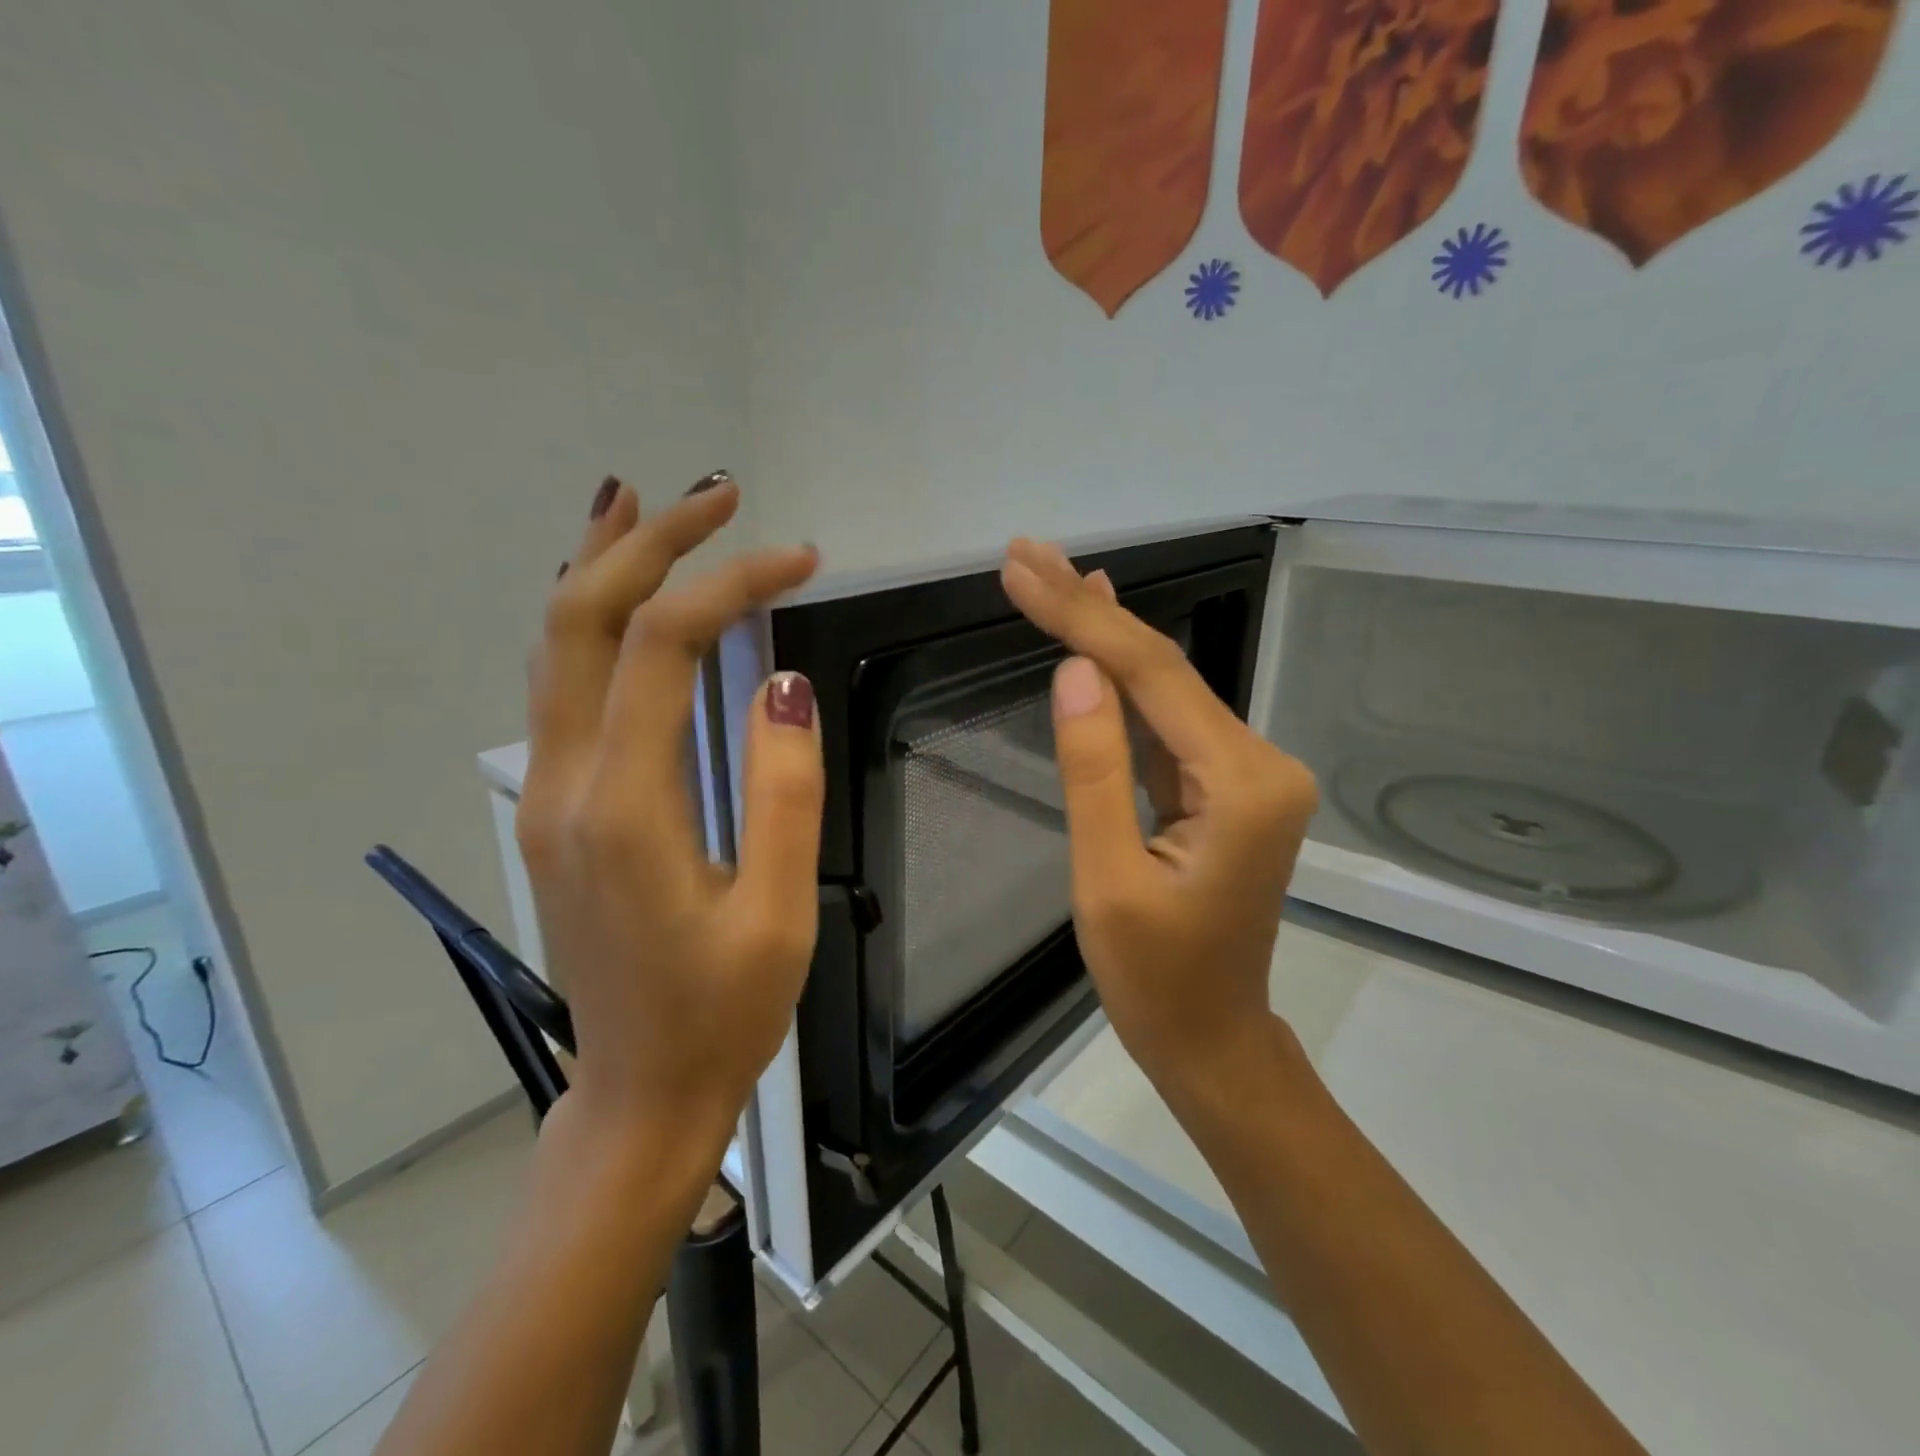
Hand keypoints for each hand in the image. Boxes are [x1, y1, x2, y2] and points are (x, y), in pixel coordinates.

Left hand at [516, 472, 822, 1146]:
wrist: (640, 1090)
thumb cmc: (724, 1013)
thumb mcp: (780, 912)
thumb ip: (783, 793)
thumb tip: (781, 683)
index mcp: (625, 807)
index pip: (664, 647)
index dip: (730, 584)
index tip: (801, 559)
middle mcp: (566, 784)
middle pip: (581, 620)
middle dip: (648, 543)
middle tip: (716, 495)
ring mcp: (548, 795)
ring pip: (554, 646)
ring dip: (599, 564)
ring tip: (643, 503)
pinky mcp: (556, 809)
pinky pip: (560, 686)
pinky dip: (586, 619)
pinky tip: (615, 594)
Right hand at [999, 538, 1319, 1107]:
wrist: (1212, 1038)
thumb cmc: (1156, 980)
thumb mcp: (1107, 880)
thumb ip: (1095, 770)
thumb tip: (1074, 672)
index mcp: (1243, 785)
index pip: (1152, 676)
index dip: (1081, 618)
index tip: (1022, 570)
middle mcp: (1260, 763)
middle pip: (1164, 669)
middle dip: (1090, 610)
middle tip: (1028, 554)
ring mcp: (1247, 774)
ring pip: (1165, 689)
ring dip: (1105, 635)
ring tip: (1051, 576)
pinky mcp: (1225, 787)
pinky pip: (1169, 722)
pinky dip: (1126, 681)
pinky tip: (1098, 640)